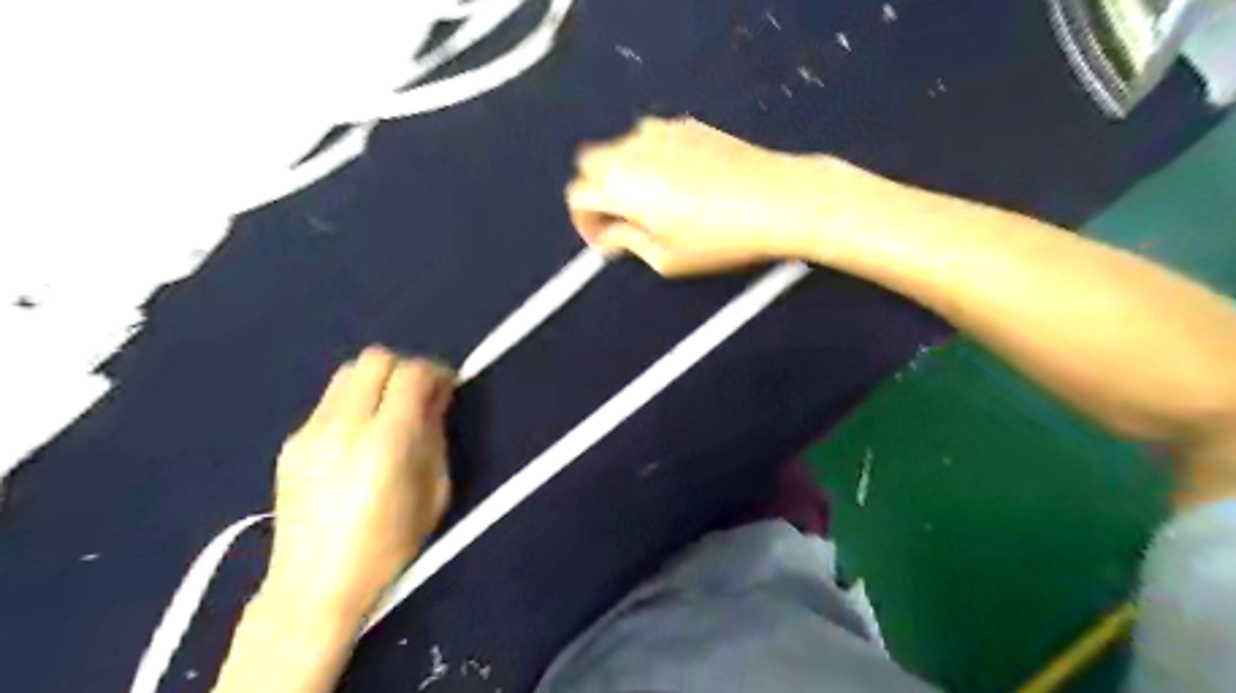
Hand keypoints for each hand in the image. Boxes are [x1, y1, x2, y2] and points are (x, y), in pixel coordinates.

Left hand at [265, 350, 453, 614]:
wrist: (312, 588)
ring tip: (390, 412)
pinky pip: (330, 402)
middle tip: (420, 395)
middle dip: (404, 368)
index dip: (435, 371)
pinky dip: (354, 403)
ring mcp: (310, 432)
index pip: (410, 374)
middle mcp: (342, 425)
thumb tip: (435, 399)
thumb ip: (435, 436)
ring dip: (377, 381)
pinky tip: (360, 438)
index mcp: (385, 441)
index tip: (447, 386)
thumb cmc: (388, 547)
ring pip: (347, 374)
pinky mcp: (291, 442)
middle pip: (374, 359)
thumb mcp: (434, 492)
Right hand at [567, 115, 840, 274]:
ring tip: (648, 203)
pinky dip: (648, 160)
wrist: (777, 199)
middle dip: (596, 194)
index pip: (578, 196)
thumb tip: (611, 235)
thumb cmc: (718, 239)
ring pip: (620, 148)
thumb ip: (628, 243)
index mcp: (620, 185)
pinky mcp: (687, 125)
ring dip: (621, 174)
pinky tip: (677, 183)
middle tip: (619, 222)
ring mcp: (660, 132)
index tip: (605, 242)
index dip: (585, 224)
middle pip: (590, 164)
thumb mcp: (666, 258)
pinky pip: (651, 139)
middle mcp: (632, 150)